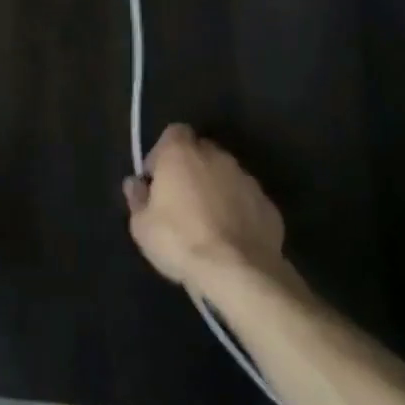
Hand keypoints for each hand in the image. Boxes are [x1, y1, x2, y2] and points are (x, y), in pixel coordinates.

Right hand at [124, 123, 289, 294]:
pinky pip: (247, 200)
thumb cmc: (180, 241)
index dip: (163, 152)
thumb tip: (135, 184)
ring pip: (226, 175)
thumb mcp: (142, 226)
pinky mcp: (268, 205)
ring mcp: (246, 179)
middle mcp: (216, 156)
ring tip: (209, 222)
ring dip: (217, 189)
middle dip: (192, 169)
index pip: (174, 132)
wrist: (240, 272)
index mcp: (181, 153)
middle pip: (201, 151)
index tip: (157, 179)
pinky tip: (232, 237)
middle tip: (182, 200)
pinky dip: (239, 211)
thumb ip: (137, 199)